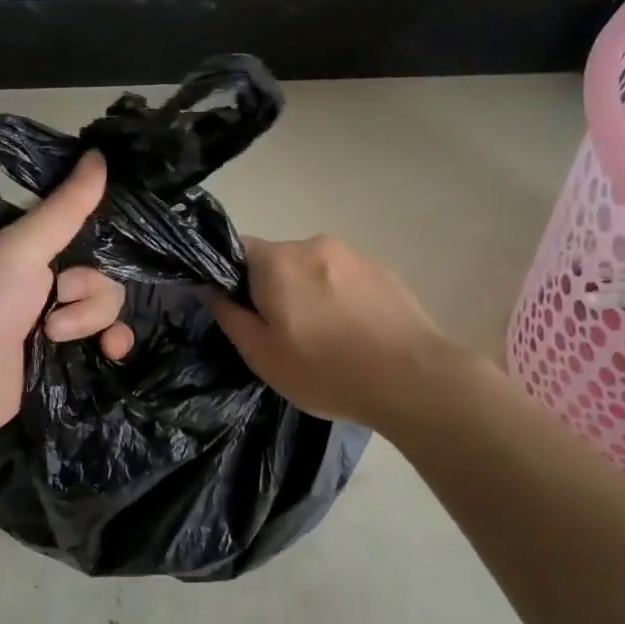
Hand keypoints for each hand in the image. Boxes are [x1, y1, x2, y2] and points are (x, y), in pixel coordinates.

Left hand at [0, 151, 132, 444]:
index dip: (99, 231)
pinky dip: (111, 342)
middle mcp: (41, 275)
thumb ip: (65, 206)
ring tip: (54, 334)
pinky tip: (110, 350)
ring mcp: (52, 316)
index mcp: (26, 242)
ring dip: (90, 317)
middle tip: (59, 296)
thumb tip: (98, 153)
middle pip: (101, 267)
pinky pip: (105, 338)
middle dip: (90, 286)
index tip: (112, 238)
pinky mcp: (61, 353)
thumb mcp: (20, 247)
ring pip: (105, 303)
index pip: (80, 223)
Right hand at [205, 235, 463, 431]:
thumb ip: (229, 316)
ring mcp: (354, 255)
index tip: (244, 313)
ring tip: (326, 339)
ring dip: (311, 294)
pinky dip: (341, 299)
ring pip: (315, 270)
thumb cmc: (325, 370)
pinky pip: (346, 279)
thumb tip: (212, 289)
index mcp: (277, 260)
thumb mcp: (261, 355)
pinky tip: (355, 335)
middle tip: (284, 334)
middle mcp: (314, 245)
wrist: (412, 379)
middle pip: (278, 260)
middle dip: (275, 289)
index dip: (232, 279)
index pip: (237, 249)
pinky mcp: (385, 271)